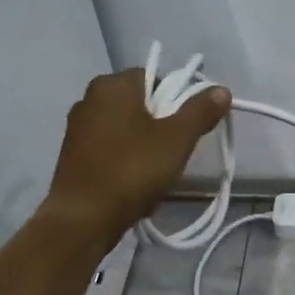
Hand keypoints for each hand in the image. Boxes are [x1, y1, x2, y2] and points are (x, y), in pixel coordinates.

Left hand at [46, 68, 229, 239]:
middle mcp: (89, 98)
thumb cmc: (133, 169)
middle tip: (176, 152)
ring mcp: (78, 127)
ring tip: (158, 174)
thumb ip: (200, 111)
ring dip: (145, 146)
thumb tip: (221, 90)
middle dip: (162, 126)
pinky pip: (111, 149)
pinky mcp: (73, 154)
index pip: (154, 77)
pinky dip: (126, 161)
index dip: (177, 99)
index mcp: (112, 85)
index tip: (188, 128)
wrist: (85, 216)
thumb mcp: (177, 139)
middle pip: (140, 104)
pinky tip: (136, 185)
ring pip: (126, 129)